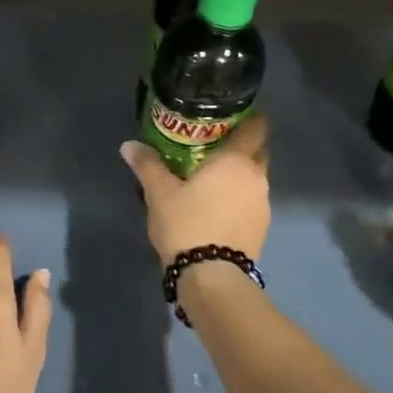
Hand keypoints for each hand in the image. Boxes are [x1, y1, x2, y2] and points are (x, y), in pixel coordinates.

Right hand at [120, 112, 270, 265]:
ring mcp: (263, 204)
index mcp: (238, 160)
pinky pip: (252, 202)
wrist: (211, 277)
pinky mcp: (261, 228)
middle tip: (214, 146)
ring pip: (255, 179)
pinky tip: (217, 207)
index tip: (231, 116)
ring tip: (212, 180)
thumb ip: (147, 165)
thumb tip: (129, 145)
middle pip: (258, 152)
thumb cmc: (187, 224)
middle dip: (242, 147)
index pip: (257, 126)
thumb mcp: (159, 193)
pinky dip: (239, 199)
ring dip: (239, 176)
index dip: (249, 118)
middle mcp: (257, 177)